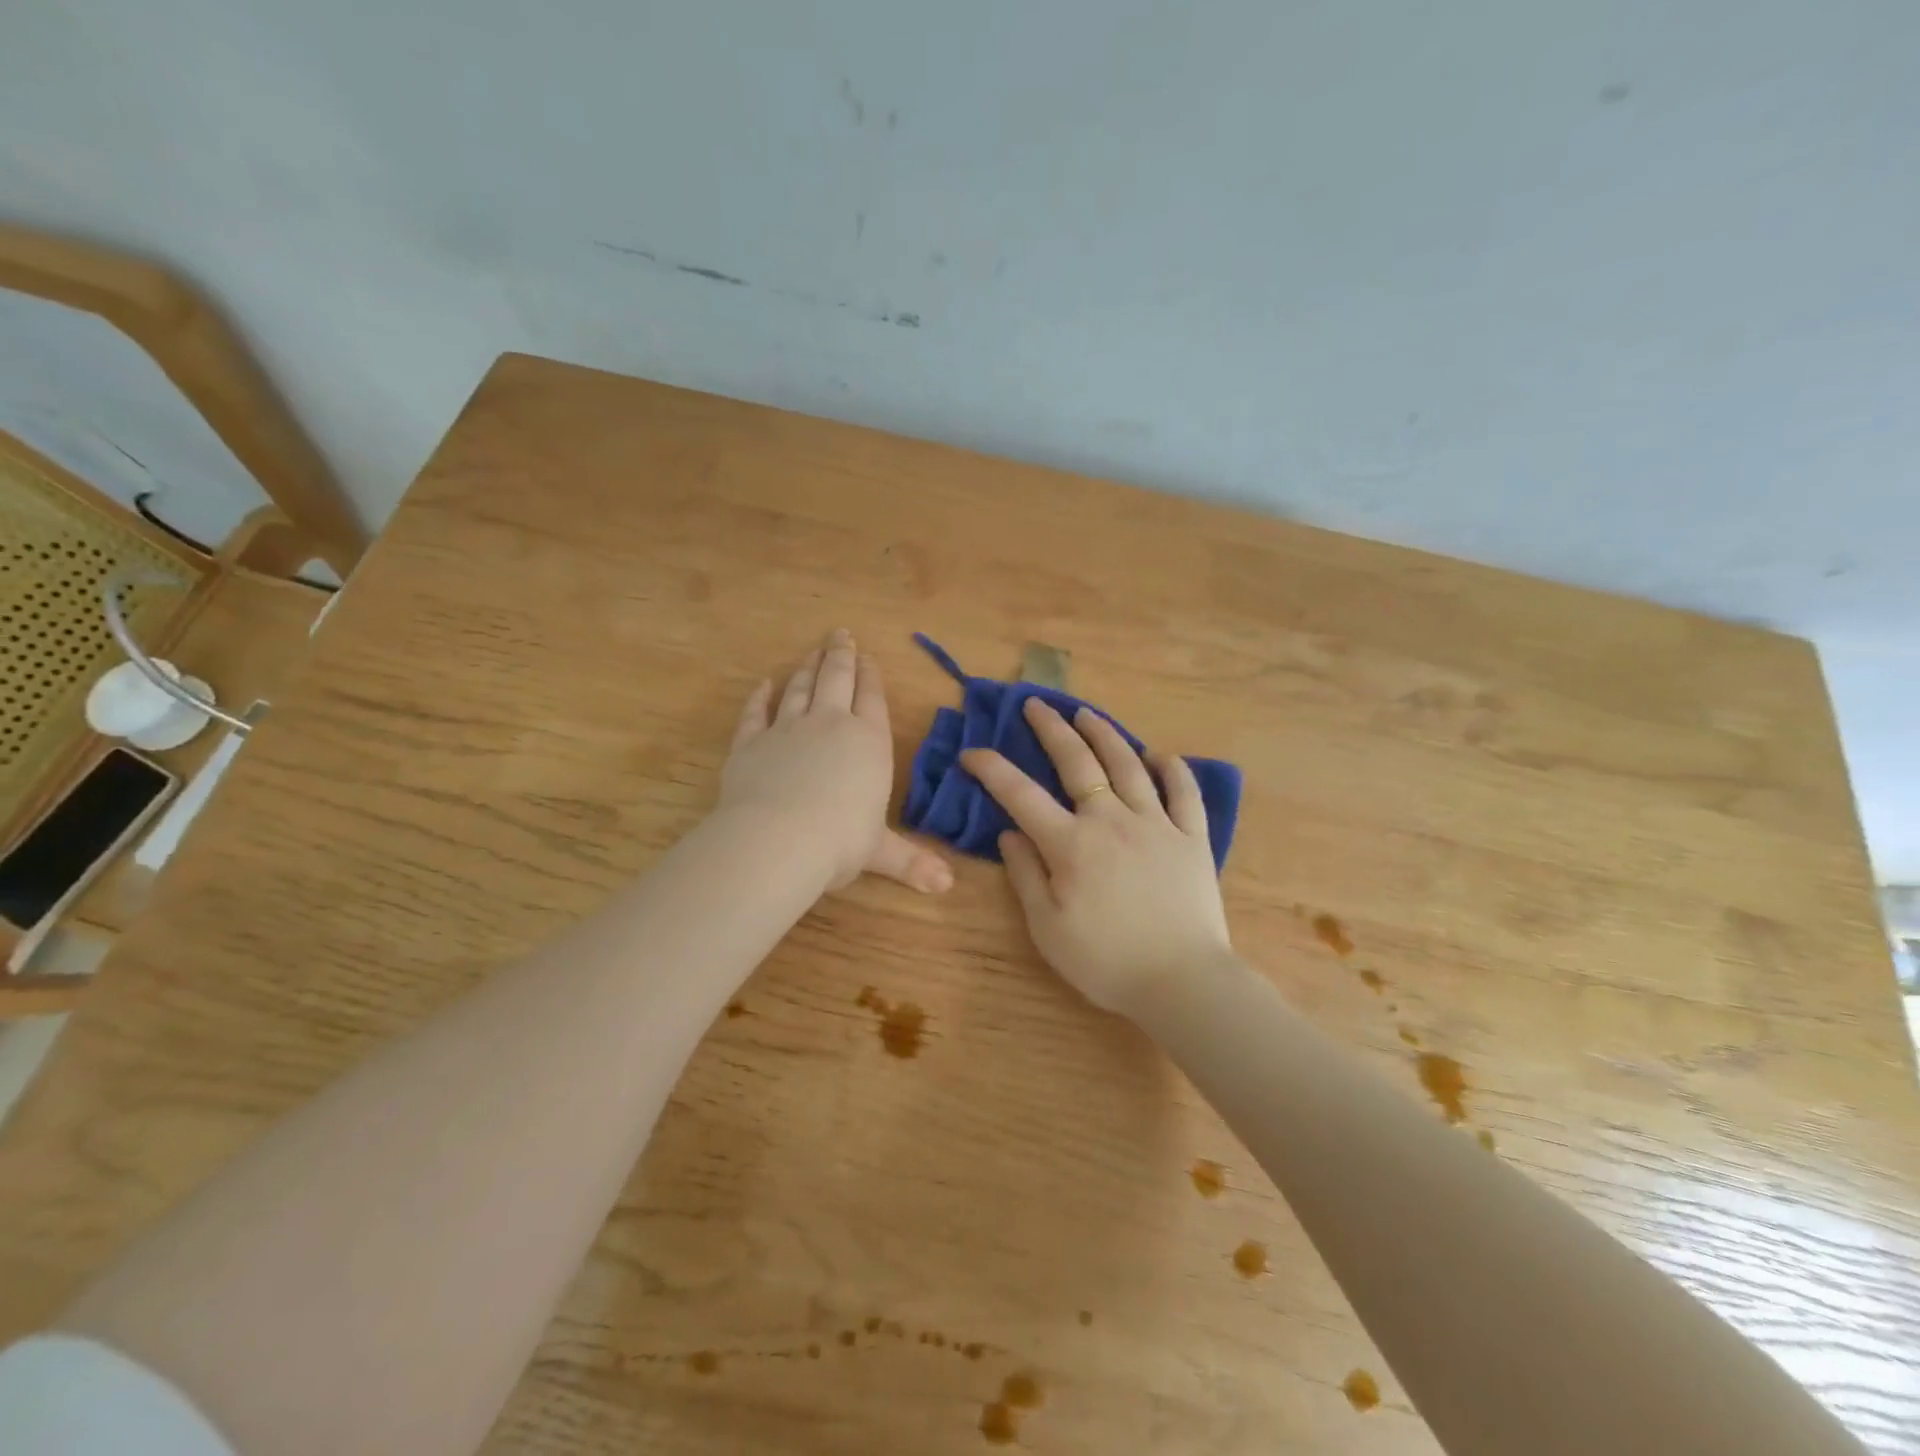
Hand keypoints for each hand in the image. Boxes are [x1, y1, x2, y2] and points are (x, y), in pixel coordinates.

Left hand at [721, 629, 952, 894]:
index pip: (873, 700)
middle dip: (840, 656)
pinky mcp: (751, 742)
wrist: (778, 839)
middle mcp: (830, 725)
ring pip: (800, 689)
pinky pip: (756, 712)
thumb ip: (912, 862)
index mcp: (868, 743)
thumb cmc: (840, 842)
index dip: (871, 677)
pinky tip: (765, 684)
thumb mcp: (880, 852)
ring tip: (812, 651)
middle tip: (840, 634)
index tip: (869, 657)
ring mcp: (787, 729)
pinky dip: (760, 697)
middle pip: (837, 680)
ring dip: (807, 668)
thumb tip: (948, 887)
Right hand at [961, 700, 1230, 1014]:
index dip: (992, 769)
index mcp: (1071, 844)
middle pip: (1077, 762)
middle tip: (1036, 705)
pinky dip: (1172, 769)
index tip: (972, 752)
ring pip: (1128, 765)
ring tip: (1086, 714)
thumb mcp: (1048, 928)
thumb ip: (1026, 876)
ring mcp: (1156, 824)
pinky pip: (1183, 792)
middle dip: (1051, 729)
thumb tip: (1009, 834)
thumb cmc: (1106, 961)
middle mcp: (1111, 820)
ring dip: (1104, 735)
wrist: (1183, 982)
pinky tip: (1160, 755)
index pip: (1020, 795)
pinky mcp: (1192, 837)